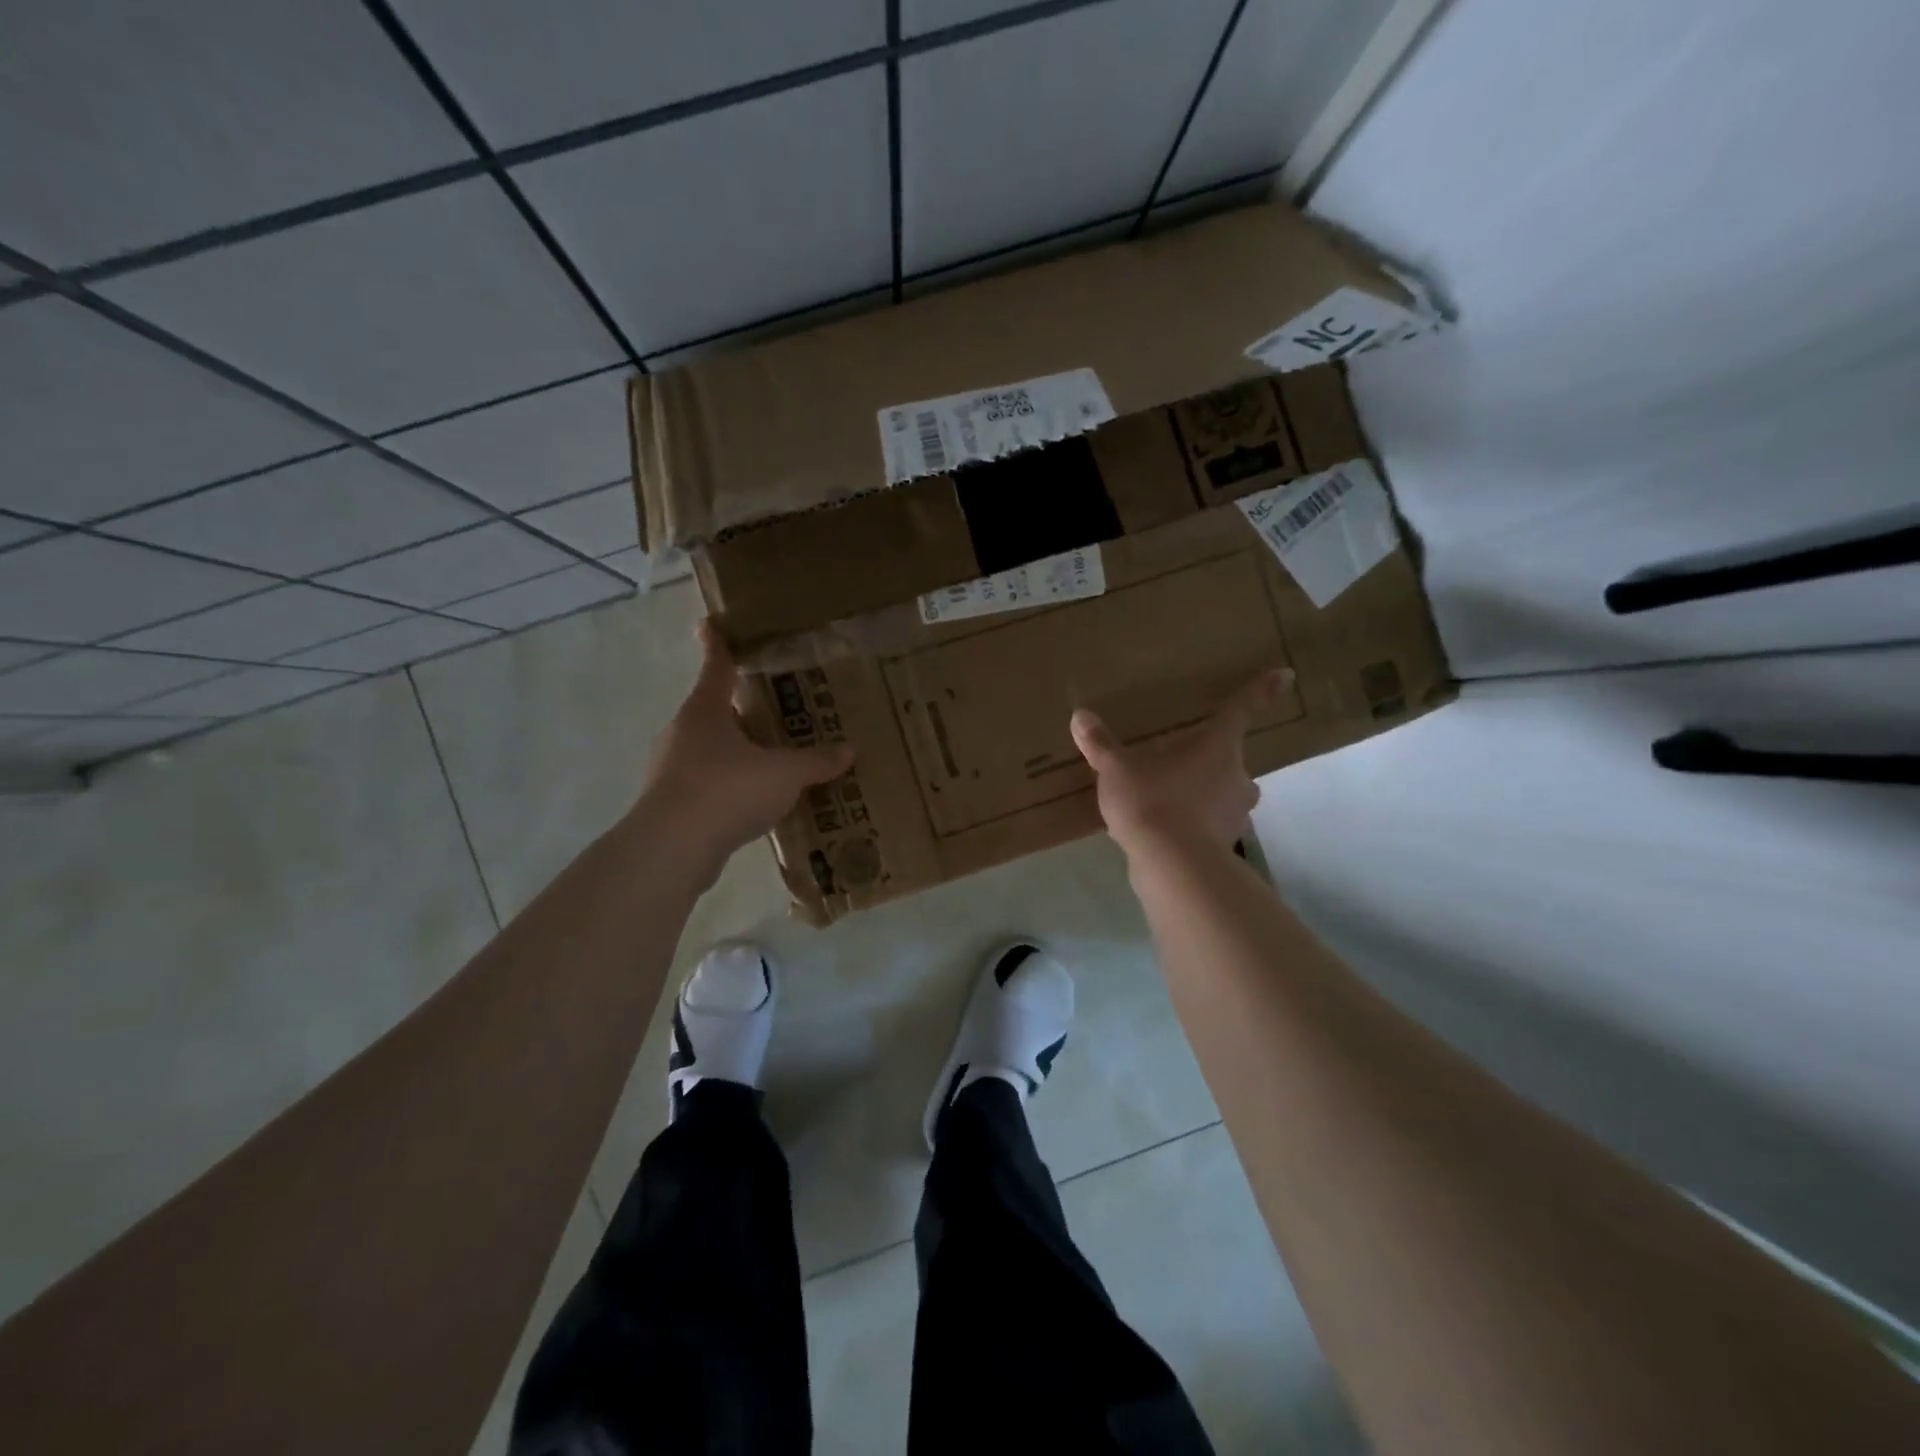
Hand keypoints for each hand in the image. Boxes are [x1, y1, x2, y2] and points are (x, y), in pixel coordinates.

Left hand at [637, 619, 853, 879]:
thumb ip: (815, 761)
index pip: (715, 668)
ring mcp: (670, 770)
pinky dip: (729, 788)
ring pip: (709, 751)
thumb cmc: (727, 790)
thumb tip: (848, 751)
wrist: (673, 848)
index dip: (717, 645)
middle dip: (739, 710)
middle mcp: (682, 733)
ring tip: (770, 761)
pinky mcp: (671, 805)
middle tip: (771, 709)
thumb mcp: (784, 773)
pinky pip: (707, 786)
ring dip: (735, 753)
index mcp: (705, 711)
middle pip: (713, 712)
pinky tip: (754, 804)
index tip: (711, 624)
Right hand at [1069, 669, 1291, 857]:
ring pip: (1222, 793)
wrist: (1173, 865)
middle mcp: (1237, 775)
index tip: (1286, 674)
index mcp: (1217, 746)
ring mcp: (1235, 812)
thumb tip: (1079, 716)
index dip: (1260, 690)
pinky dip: (1194, 823)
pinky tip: (1166, 830)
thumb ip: (1100, 744)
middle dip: (1208, 759)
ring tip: (1166, 799)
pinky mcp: (1226, 844)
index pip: (1240, 710)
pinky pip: (1211, 823)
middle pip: (1228, 758)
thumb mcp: (1117, 769)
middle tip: (1178, 761)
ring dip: (1202, 793)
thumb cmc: (1152, 800)